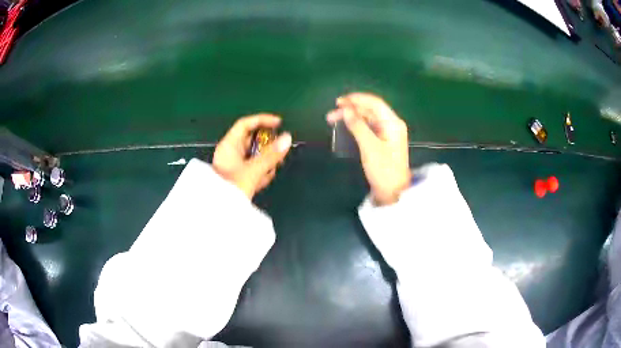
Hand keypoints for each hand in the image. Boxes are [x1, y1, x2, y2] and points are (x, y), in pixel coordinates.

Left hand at [213, 114, 291, 199]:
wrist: (218, 214)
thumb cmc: (231, 189)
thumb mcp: (253, 171)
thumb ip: (271, 155)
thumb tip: (288, 138)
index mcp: (228, 146)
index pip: (246, 125)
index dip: (262, 120)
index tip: (279, 123)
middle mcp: (230, 153)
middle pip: (252, 141)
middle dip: (267, 145)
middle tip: (280, 149)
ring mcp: (234, 166)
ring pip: (254, 156)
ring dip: (266, 160)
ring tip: (274, 167)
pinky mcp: (238, 179)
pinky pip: (253, 168)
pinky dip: (261, 171)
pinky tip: (266, 178)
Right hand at [327, 93, 410, 205]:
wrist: (393, 193)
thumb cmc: (383, 170)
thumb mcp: (369, 147)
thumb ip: (358, 126)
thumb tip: (345, 110)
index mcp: (393, 123)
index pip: (374, 103)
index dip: (356, 99)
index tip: (339, 101)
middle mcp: (391, 124)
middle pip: (370, 109)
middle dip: (351, 109)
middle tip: (331, 114)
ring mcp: (387, 133)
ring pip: (368, 118)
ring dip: (352, 116)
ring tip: (333, 119)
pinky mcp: (382, 141)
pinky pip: (368, 127)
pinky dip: (356, 125)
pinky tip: (345, 126)